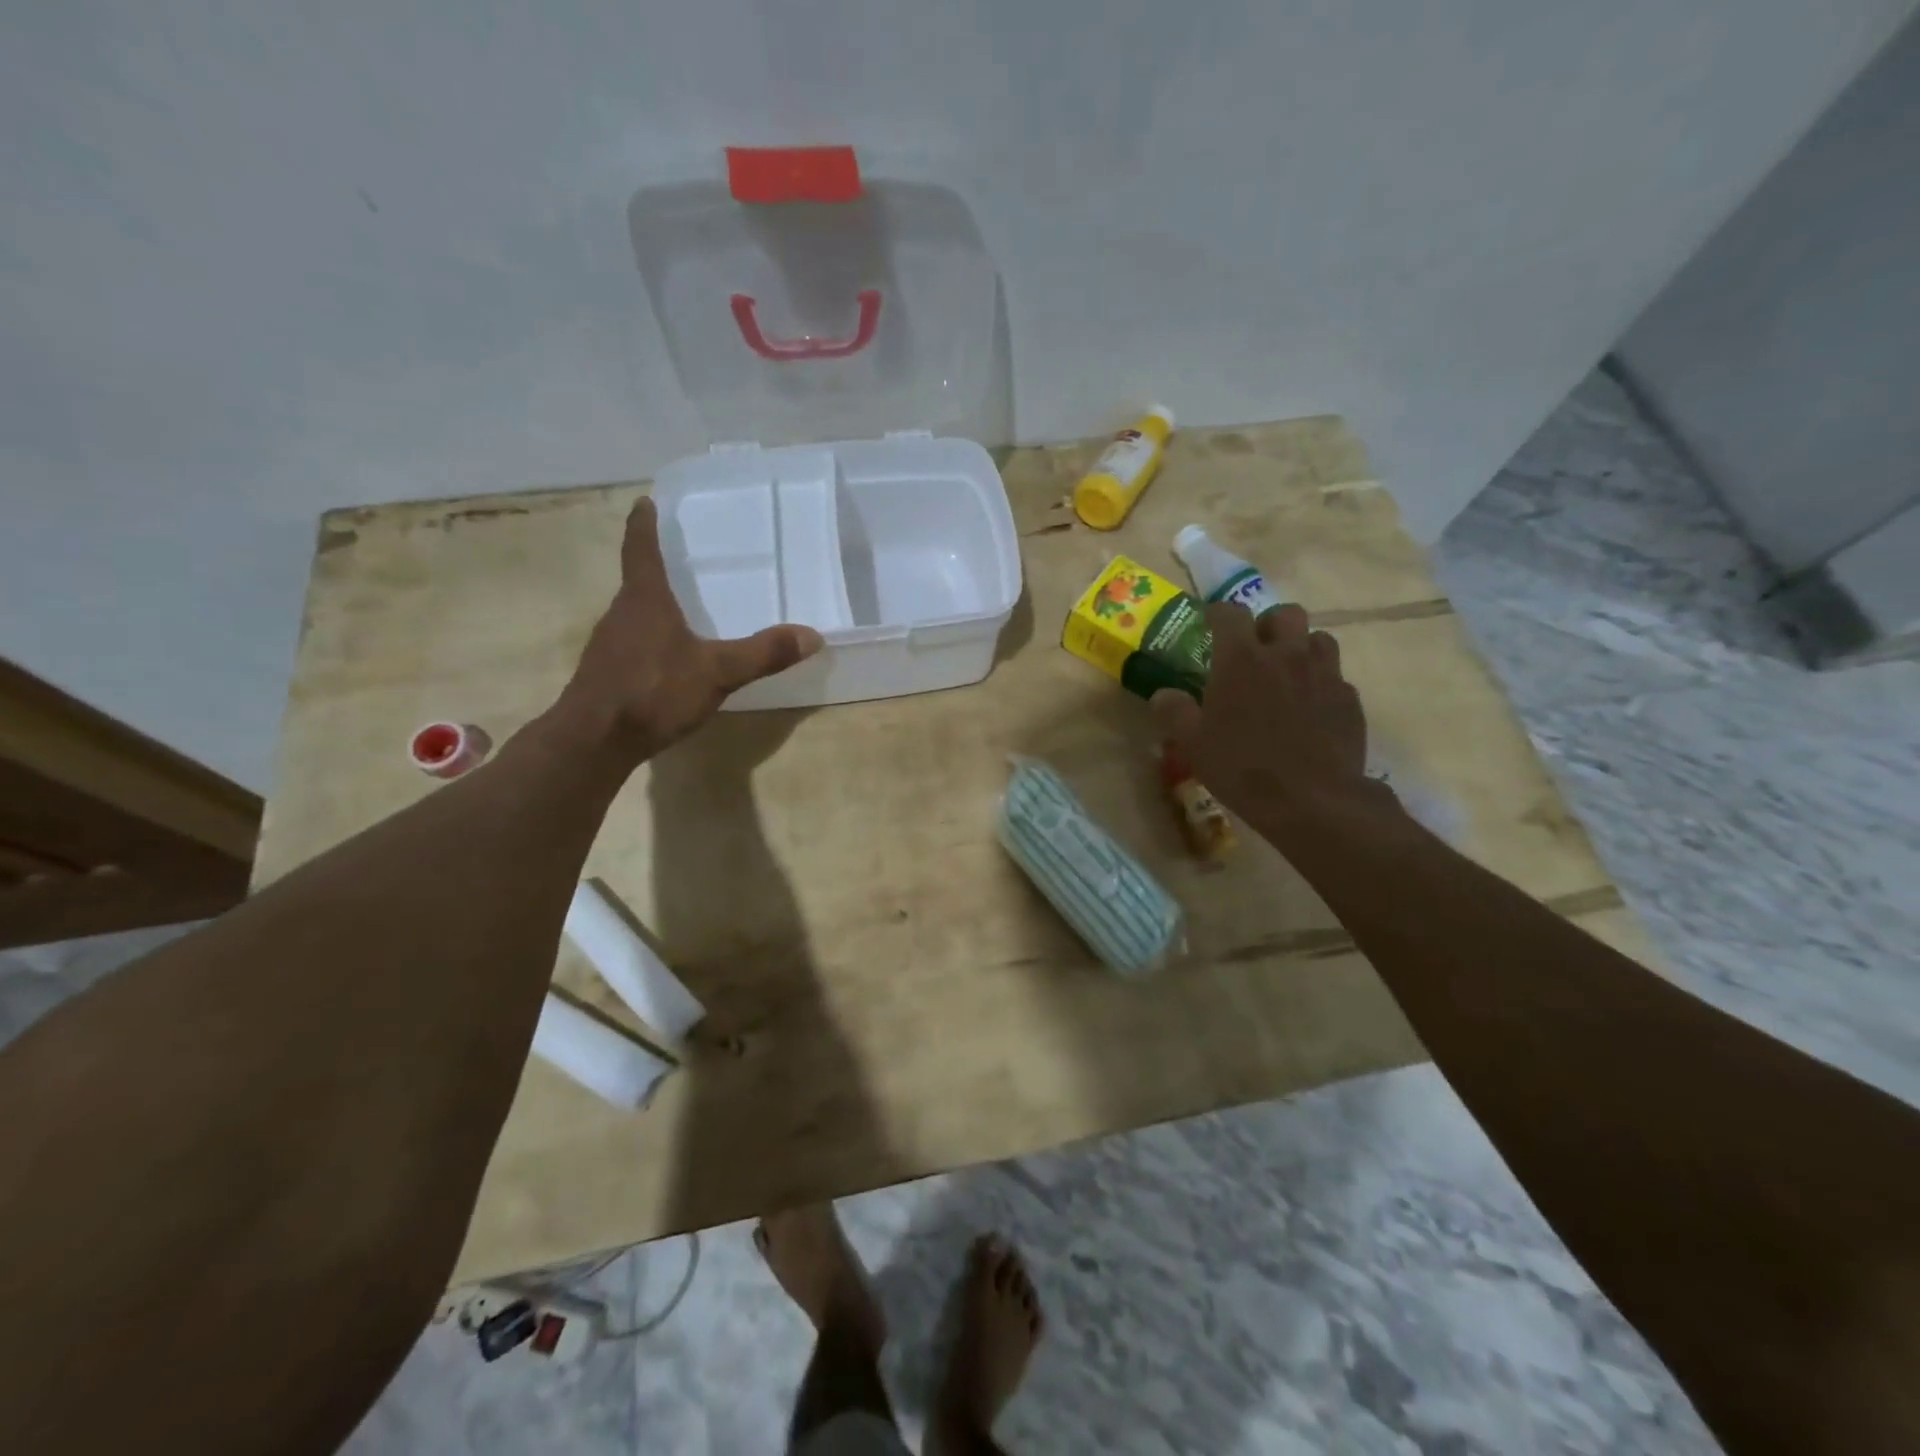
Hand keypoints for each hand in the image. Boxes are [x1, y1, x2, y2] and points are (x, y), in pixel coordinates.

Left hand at [553, 498, 823, 764]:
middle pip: (638, 581)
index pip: (641, 549)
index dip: (643, 524)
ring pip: (635, 615)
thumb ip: (763, 654)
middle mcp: (621, 614)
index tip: (645, 502)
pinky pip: (632, 643)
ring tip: (683, 608)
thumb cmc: (653, 692)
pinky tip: (670, 659)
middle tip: (684, 559)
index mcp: (645, 600)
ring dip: (654, 606)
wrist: (593, 741)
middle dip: (658, 568)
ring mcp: (609, 645)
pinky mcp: (607, 673)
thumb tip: (812, 635)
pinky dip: (651, 639)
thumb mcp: (717, 672)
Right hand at [1151, 602, 1389, 847]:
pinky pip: (1335, 676)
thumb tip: (1163, 694)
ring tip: (1287, 672)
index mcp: (1241, 659)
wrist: (1312, 799)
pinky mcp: (1349, 699)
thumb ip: (1174, 712)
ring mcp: (1323, 674)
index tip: (1209, 623)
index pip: (1230, 613)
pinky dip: (1320, 682)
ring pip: (1318, 639)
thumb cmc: (1242, 766)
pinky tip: (1310, 708)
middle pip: (1284, 613)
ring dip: (1300, 647)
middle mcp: (1285, 654)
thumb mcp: (1192, 744)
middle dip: (1268, 623)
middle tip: (1255, 648)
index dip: (1217, 613)